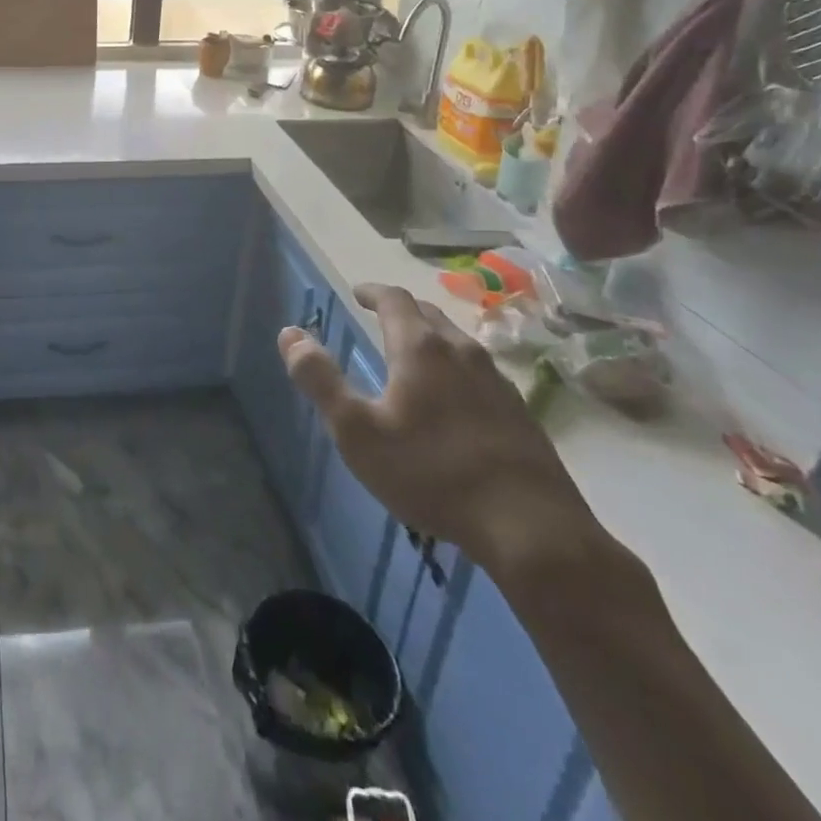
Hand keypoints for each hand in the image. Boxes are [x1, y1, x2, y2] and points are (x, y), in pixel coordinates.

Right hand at [279, 283, 601, 585]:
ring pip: (458, 343)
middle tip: (381, 319)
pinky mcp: (521, 413)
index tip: (357, 293)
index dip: (372, 292)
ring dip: (431, 338)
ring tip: (414, 355)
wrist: (531, 528)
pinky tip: (454, 400)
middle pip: (429, 314)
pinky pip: (480, 373)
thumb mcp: (356, 431)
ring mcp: (497, 381)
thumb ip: (320, 379)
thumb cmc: (432, 473)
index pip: (394, 299)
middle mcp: (462, 352)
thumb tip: (290, 334)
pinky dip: (456, 369)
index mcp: (420, 348)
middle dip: (402, 311)